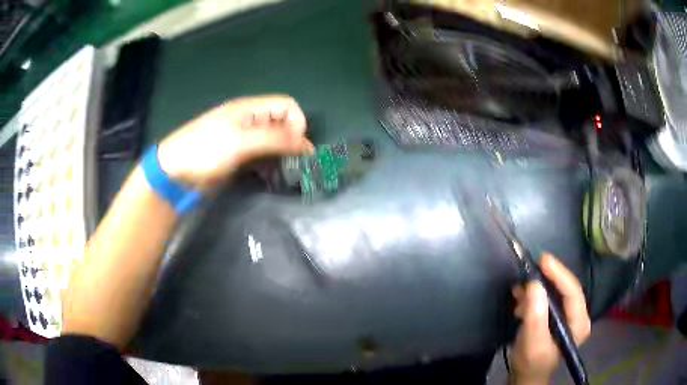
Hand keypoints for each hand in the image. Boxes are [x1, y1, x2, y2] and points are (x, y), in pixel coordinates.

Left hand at [157, 95, 314, 189]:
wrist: (175, 174)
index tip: (297, 146)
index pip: (286, 106)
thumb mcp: (240, 141)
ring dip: (284, 155)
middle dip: (294, 141)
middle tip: (299, 164)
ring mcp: (244, 141)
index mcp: (250, 109)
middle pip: (282, 124)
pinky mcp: (239, 159)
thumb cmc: (205, 151)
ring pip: (274, 143)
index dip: (297, 122)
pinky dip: (271, 166)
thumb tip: (306, 142)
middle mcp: (250, 122)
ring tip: (290, 174)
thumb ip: (274, 138)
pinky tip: (273, 178)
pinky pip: (263, 158)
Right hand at [509, 253, 590, 384]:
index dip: (559, 273)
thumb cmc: (532, 363)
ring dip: (537, 290)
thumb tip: (534, 284)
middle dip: (546, 280)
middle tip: (528, 271)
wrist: (526, 376)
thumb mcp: (533, 343)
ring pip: (555, 293)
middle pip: (565, 289)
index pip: (573, 291)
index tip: (543, 259)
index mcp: (579, 322)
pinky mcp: (557, 317)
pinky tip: (520, 301)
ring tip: (518, 291)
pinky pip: (548, 300)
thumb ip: (535, 316)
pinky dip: (534, 297)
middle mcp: (577, 316)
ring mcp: (567, 316)